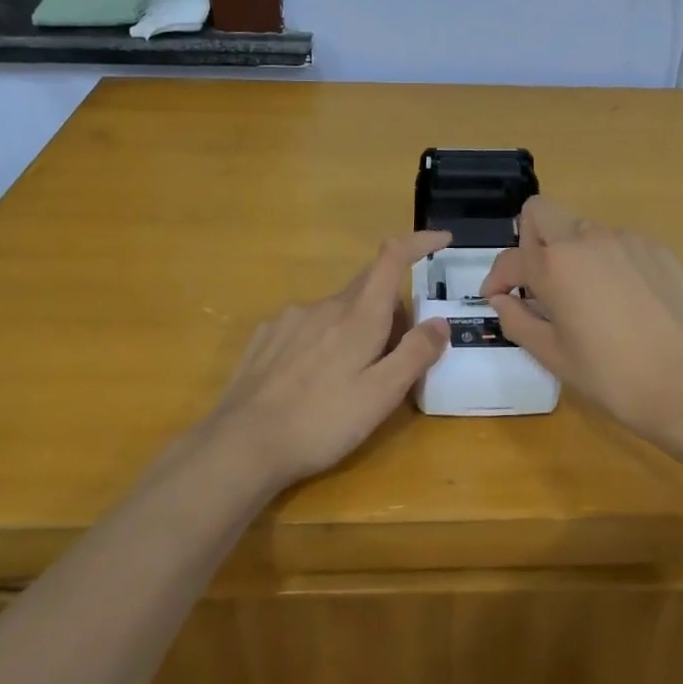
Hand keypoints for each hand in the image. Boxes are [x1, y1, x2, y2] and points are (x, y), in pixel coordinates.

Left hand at [208, 231, 450, 487]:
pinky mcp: (265, 336)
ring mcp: (290, 318)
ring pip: (337, 310)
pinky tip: (312, 379)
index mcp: (358, 315)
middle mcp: (324, 305)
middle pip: (368, 289)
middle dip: (390, 310)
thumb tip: (440, 322)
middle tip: (397, 356)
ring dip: (355, 328)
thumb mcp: (381, 396)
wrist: (241, 444)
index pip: (392, 258)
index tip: (441, 239)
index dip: (418, 242)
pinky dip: (324, 340)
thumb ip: (414, 355)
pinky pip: (308, 326)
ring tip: (351, 379)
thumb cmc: (320, 422)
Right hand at [480, 198, 682, 441]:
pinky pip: (618, 244)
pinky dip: (607, 263)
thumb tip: (501, 299)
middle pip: (542, 213)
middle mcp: (588, 239)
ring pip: (582, 231)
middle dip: (529, 241)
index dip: (496, 278)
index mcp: (555, 265)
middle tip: (539, 283)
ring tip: (586, 299)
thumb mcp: (553, 356)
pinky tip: (623, 302)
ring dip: (571, 254)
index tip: (497, 298)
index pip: (511, 258)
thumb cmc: (612, 377)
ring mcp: (627, 239)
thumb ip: (517, 320)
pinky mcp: (658, 249)